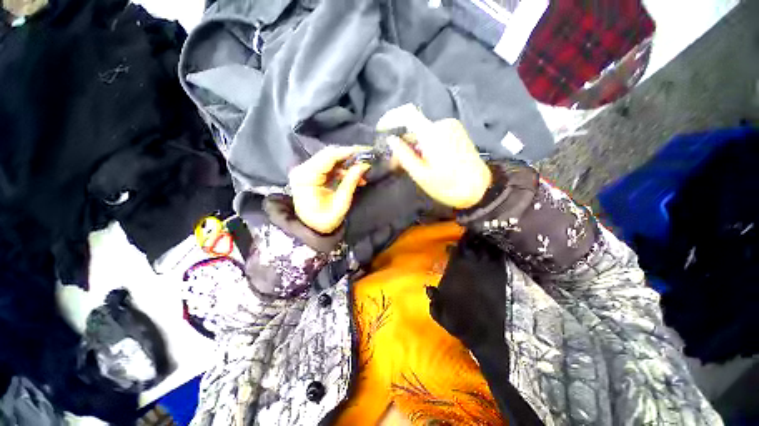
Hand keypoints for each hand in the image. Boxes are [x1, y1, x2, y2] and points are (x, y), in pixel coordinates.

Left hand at [289, 146, 370, 233]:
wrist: (312, 229)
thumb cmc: (325, 220)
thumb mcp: (341, 203)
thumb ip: (350, 182)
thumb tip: (363, 165)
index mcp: (306, 177)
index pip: (328, 157)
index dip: (347, 152)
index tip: (365, 151)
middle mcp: (303, 169)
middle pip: (328, 154)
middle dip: (349, 156)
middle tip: (366, 158)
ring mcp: (306, 170)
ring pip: (330, 158)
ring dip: (347, 164)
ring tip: (362, 172)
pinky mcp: (311, 174)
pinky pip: (329, 166)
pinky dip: (342, 169)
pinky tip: (354, 176)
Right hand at [376, 104, 491, 208]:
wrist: (480, 189)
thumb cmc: (448, 186)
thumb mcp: (421, 175)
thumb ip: (404, 156)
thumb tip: (391, 140)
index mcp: (433, 133)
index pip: (407, 113)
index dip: (391, 118)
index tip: (381, 130)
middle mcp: (443, 124)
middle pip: (415, 126)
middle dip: (403, 141)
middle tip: (396, 162)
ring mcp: (452, 127)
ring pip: (424, 131)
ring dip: (414, 145)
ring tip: (412, 165)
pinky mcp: (457, 133)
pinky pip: (434, 134)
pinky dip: (425, 144)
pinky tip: (426, 160)